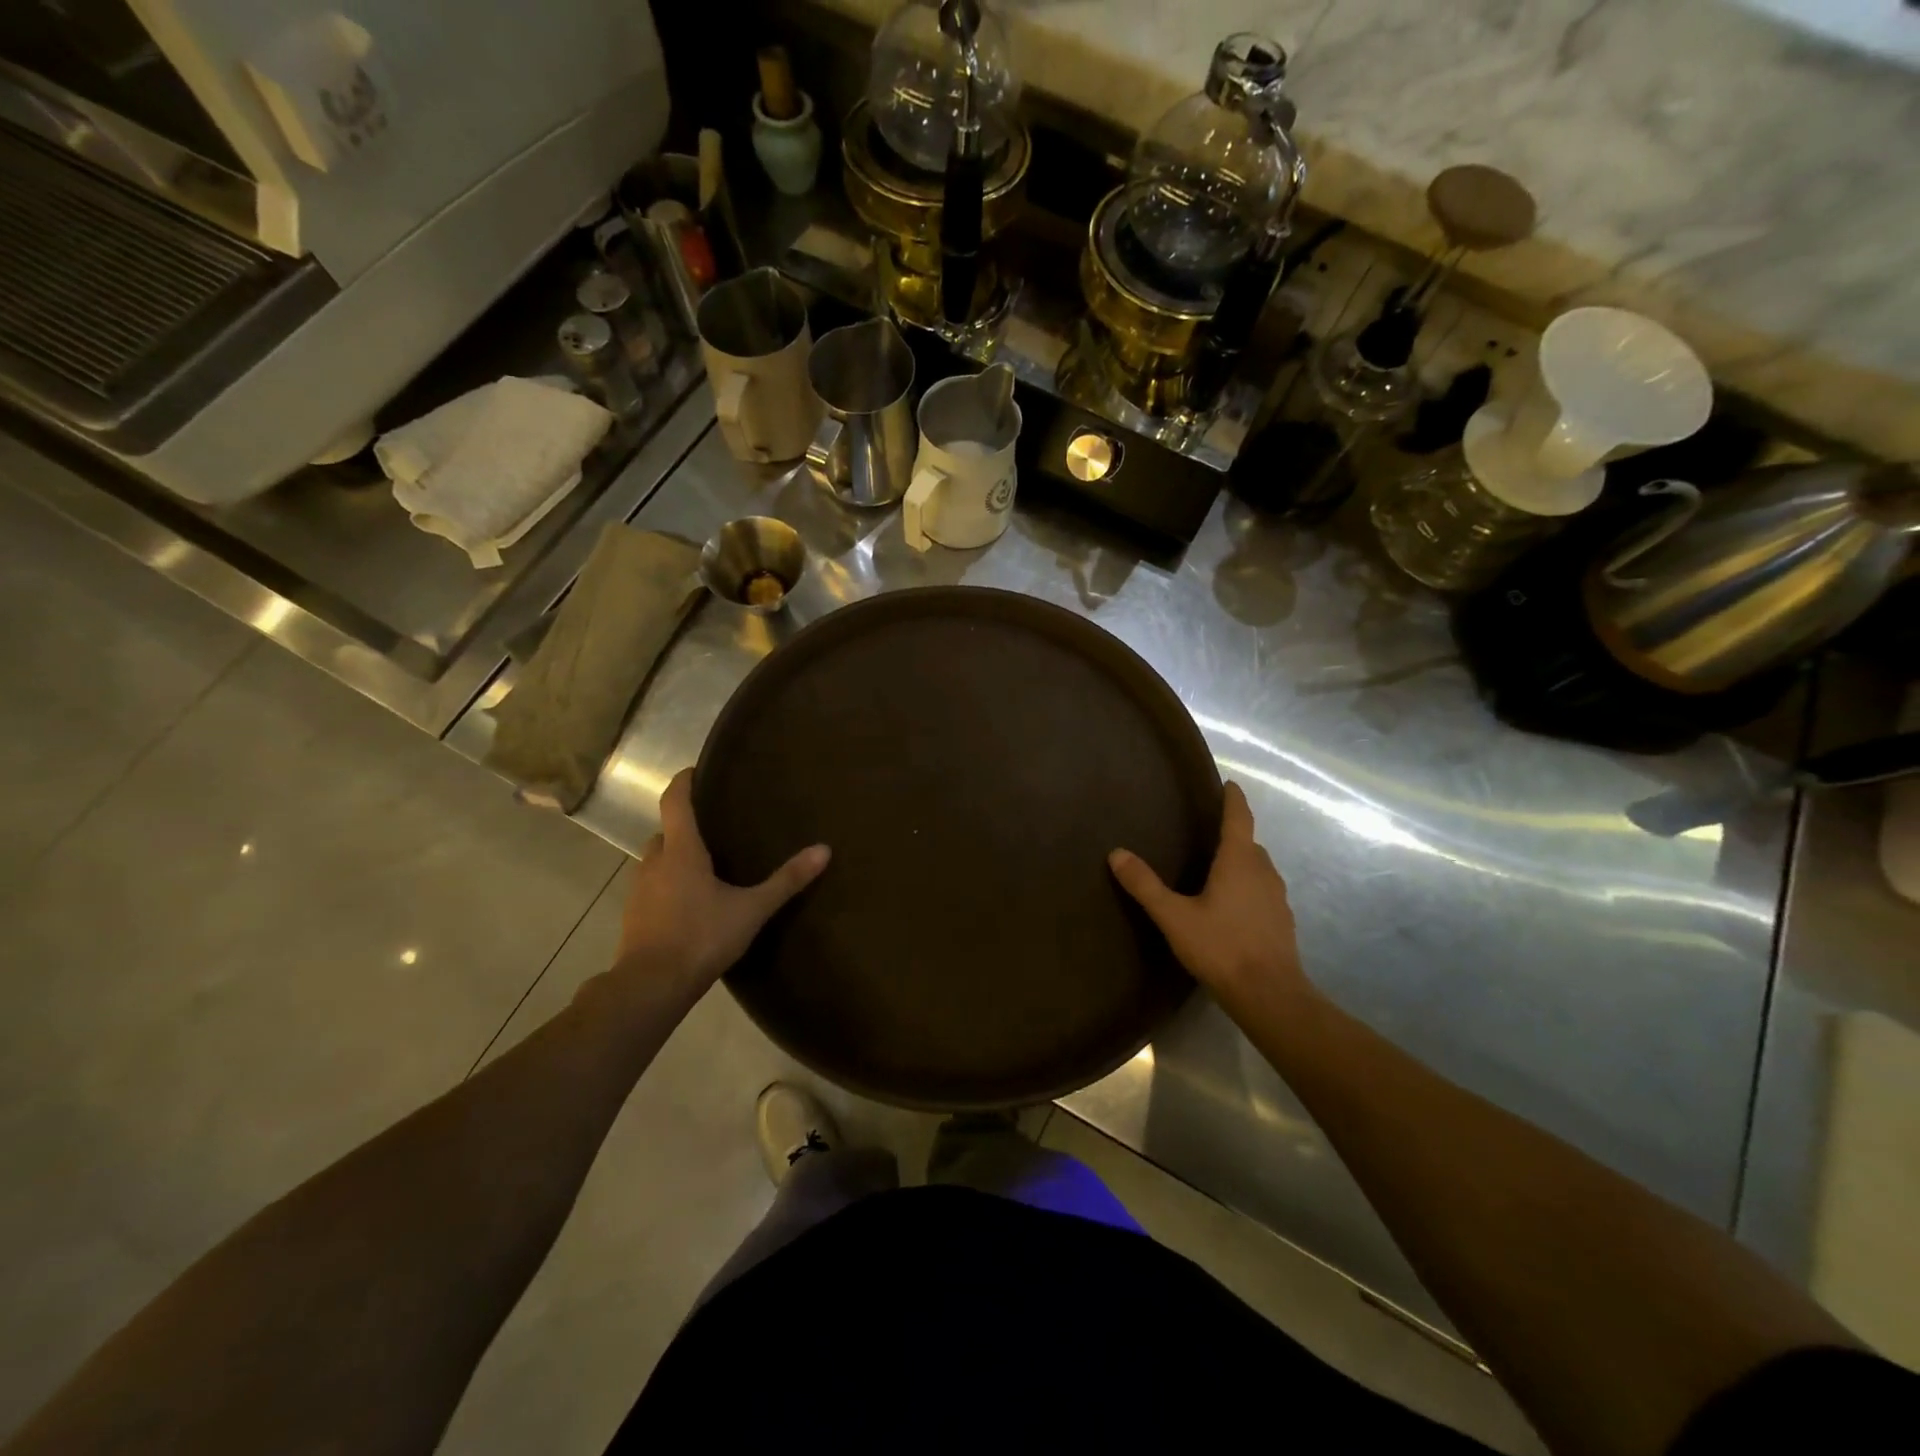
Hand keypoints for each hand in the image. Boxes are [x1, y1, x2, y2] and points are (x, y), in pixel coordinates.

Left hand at [616, 769, 829, 994]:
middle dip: (686, 827)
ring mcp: (639, 890)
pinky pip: (653, 887)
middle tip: (715, 828)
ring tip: (707, 866)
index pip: (675, 802)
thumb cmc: (701, 936)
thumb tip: (823, 850)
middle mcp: (654, 862)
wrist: (651, 986)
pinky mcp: (634, 915)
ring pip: (657, 861)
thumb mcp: (752, 909)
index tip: (696, 771)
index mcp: (681, 851)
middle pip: (666, 832)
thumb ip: (786, 880)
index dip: (684, 782)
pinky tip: (691, 903)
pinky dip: (669, 884)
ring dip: (676, 858)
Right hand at [1109, 781, 1310, 1013]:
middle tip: (1209, 832)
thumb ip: (1145, 885)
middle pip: (1250, 844)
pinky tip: (1232, 907)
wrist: (1269, 995)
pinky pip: (1264, 892)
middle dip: (1234, 834)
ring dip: (1242, 863)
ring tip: (1218, 869)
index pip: (1239, 819)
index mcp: (1239, 862)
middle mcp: (1263, 872)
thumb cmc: (1221, 947)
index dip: (1233, 799)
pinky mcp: (1282, 922)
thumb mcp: (1174, 916)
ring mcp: (1277, 898)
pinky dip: (1249, 888)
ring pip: (1259, 869)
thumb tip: (1116, 853)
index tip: (1230, 784)